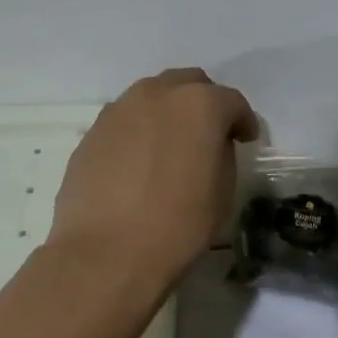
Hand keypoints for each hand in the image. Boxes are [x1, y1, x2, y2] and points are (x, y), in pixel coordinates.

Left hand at [49, 69, 258, 286]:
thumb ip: (222, 155)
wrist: (106, 253)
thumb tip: (211, 145)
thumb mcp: (222, 193)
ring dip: (168, 113)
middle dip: (204, 104)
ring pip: (152, 97)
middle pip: (189, 84)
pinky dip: (139, 131)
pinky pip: (125, 121)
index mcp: (199, 105)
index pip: (232, 102)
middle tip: (209, 134)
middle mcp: (157, 94)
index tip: (245, 140)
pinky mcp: (92, 132)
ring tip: (171, 145)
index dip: (243, 121)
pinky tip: (140, 162)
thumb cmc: (177, 226)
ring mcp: (119, 110)